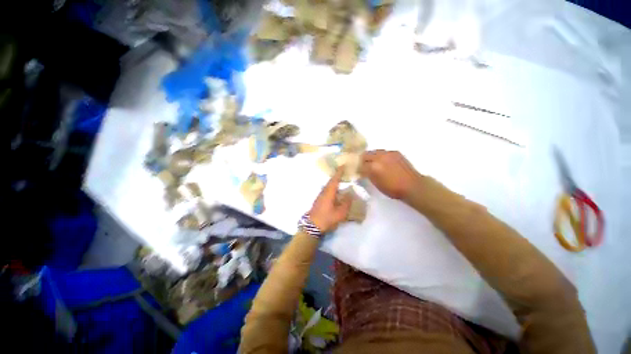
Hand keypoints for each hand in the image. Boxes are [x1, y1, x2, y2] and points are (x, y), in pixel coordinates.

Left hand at [308, 167, 351, 232]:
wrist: (313, 226)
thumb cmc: (327, 218)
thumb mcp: (340, 213)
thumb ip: (346, 203)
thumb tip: (350, 194)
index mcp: (329, 193)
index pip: (335, 180)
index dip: (339, 172)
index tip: (343, 165)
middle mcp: (324, 192)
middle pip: (331, 182)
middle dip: (337, 176)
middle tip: (343, 172)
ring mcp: (320, 196)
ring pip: (328, 186)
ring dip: (334, 182)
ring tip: (341, 181)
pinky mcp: (319, 200)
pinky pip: (327, 190)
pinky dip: (332, 188)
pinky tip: (336, 192)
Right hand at [359, 150, 421, 199]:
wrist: (413, 185)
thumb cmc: (393, 189)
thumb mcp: (376, 184)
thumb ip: (368, 175)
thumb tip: (362, 171)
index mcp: (373, 167)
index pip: (360, 165)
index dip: (357, 169)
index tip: (357, 172)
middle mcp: (379, 157)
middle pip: (365, 155)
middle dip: (362, 160)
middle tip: (362, 166)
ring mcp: (388, 153)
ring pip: (374, 152)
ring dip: (371, 157)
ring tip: (372, 163)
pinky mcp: (395, 152)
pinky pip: (383, 152)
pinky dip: (380, 156)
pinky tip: (382, 161)